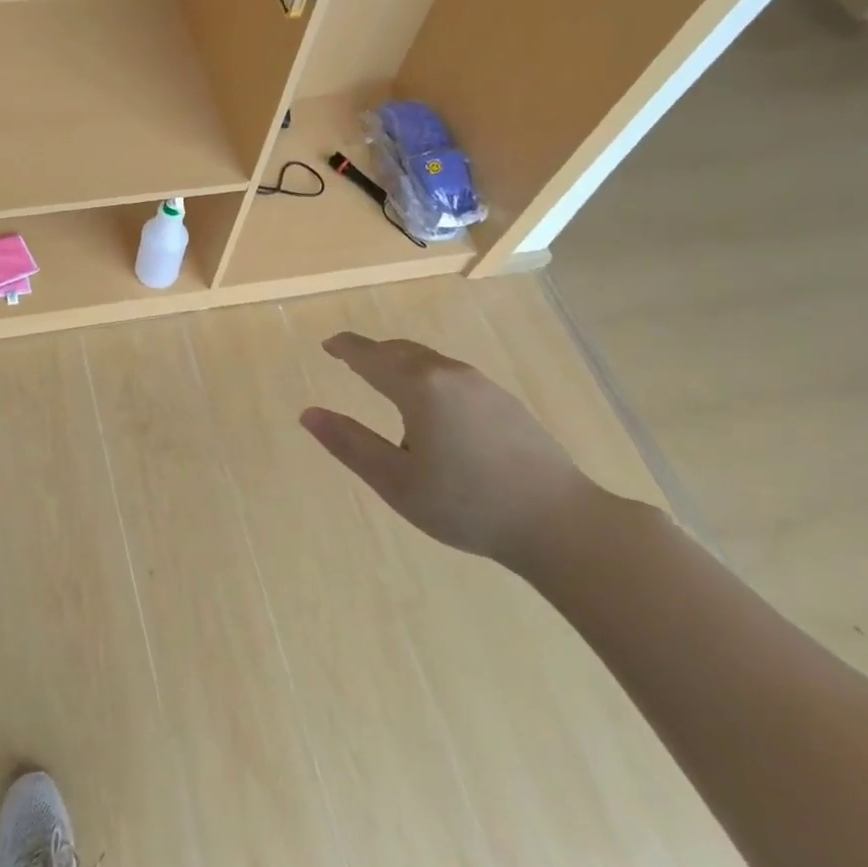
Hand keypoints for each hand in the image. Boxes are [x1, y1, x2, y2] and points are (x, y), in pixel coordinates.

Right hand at [299, 333, 597, 564]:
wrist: (559, 521)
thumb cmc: (467, 504)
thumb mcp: (396, 481)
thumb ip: (350, 444)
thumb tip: (308, 414)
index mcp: (420, 388)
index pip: (371, 356)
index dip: (346, 348)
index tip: (328, 345)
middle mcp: (450, 374)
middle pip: (402, 351)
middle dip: (373, 353)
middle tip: (351, 361)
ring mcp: (483, 385)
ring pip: (430, 361)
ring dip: (402, 364)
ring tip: (387, 384)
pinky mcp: (505, 401)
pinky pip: (452, 375)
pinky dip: (428, 378)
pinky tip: (432, 409)